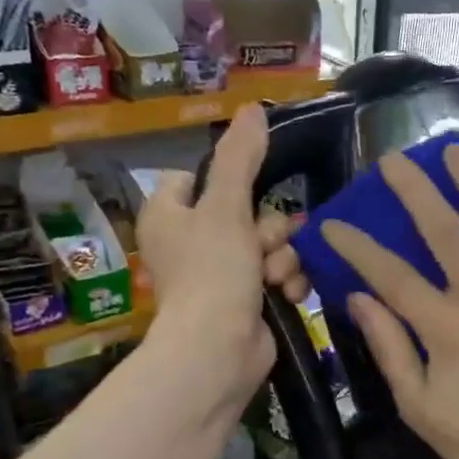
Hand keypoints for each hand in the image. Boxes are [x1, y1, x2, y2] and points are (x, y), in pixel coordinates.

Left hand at [132, 104, 308, 409]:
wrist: (219, 351)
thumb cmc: (213, 272)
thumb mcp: (226, 206)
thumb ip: (241, 158)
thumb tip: (253, 107)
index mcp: (169, 214)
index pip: (195, 177)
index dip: (226, 182)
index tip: (248, 191)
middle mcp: (190, 242)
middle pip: (245, 211)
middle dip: (268, 229)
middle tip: (264, 245)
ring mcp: (220, 275)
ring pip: (269, 245)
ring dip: (282, 258)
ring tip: (276, 277)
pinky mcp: (247, 301)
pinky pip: (278, 275)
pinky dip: (287, 282)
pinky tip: (289, 294)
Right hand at [321, 144, 458, 458]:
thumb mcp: (418, 404)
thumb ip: (388, 346)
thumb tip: (357, 296)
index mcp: (446, 328)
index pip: (391, 274)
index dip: (357, 245)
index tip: (332, 222)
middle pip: (446, 230)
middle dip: (416, 190)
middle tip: (395, 159)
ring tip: (455, 152)